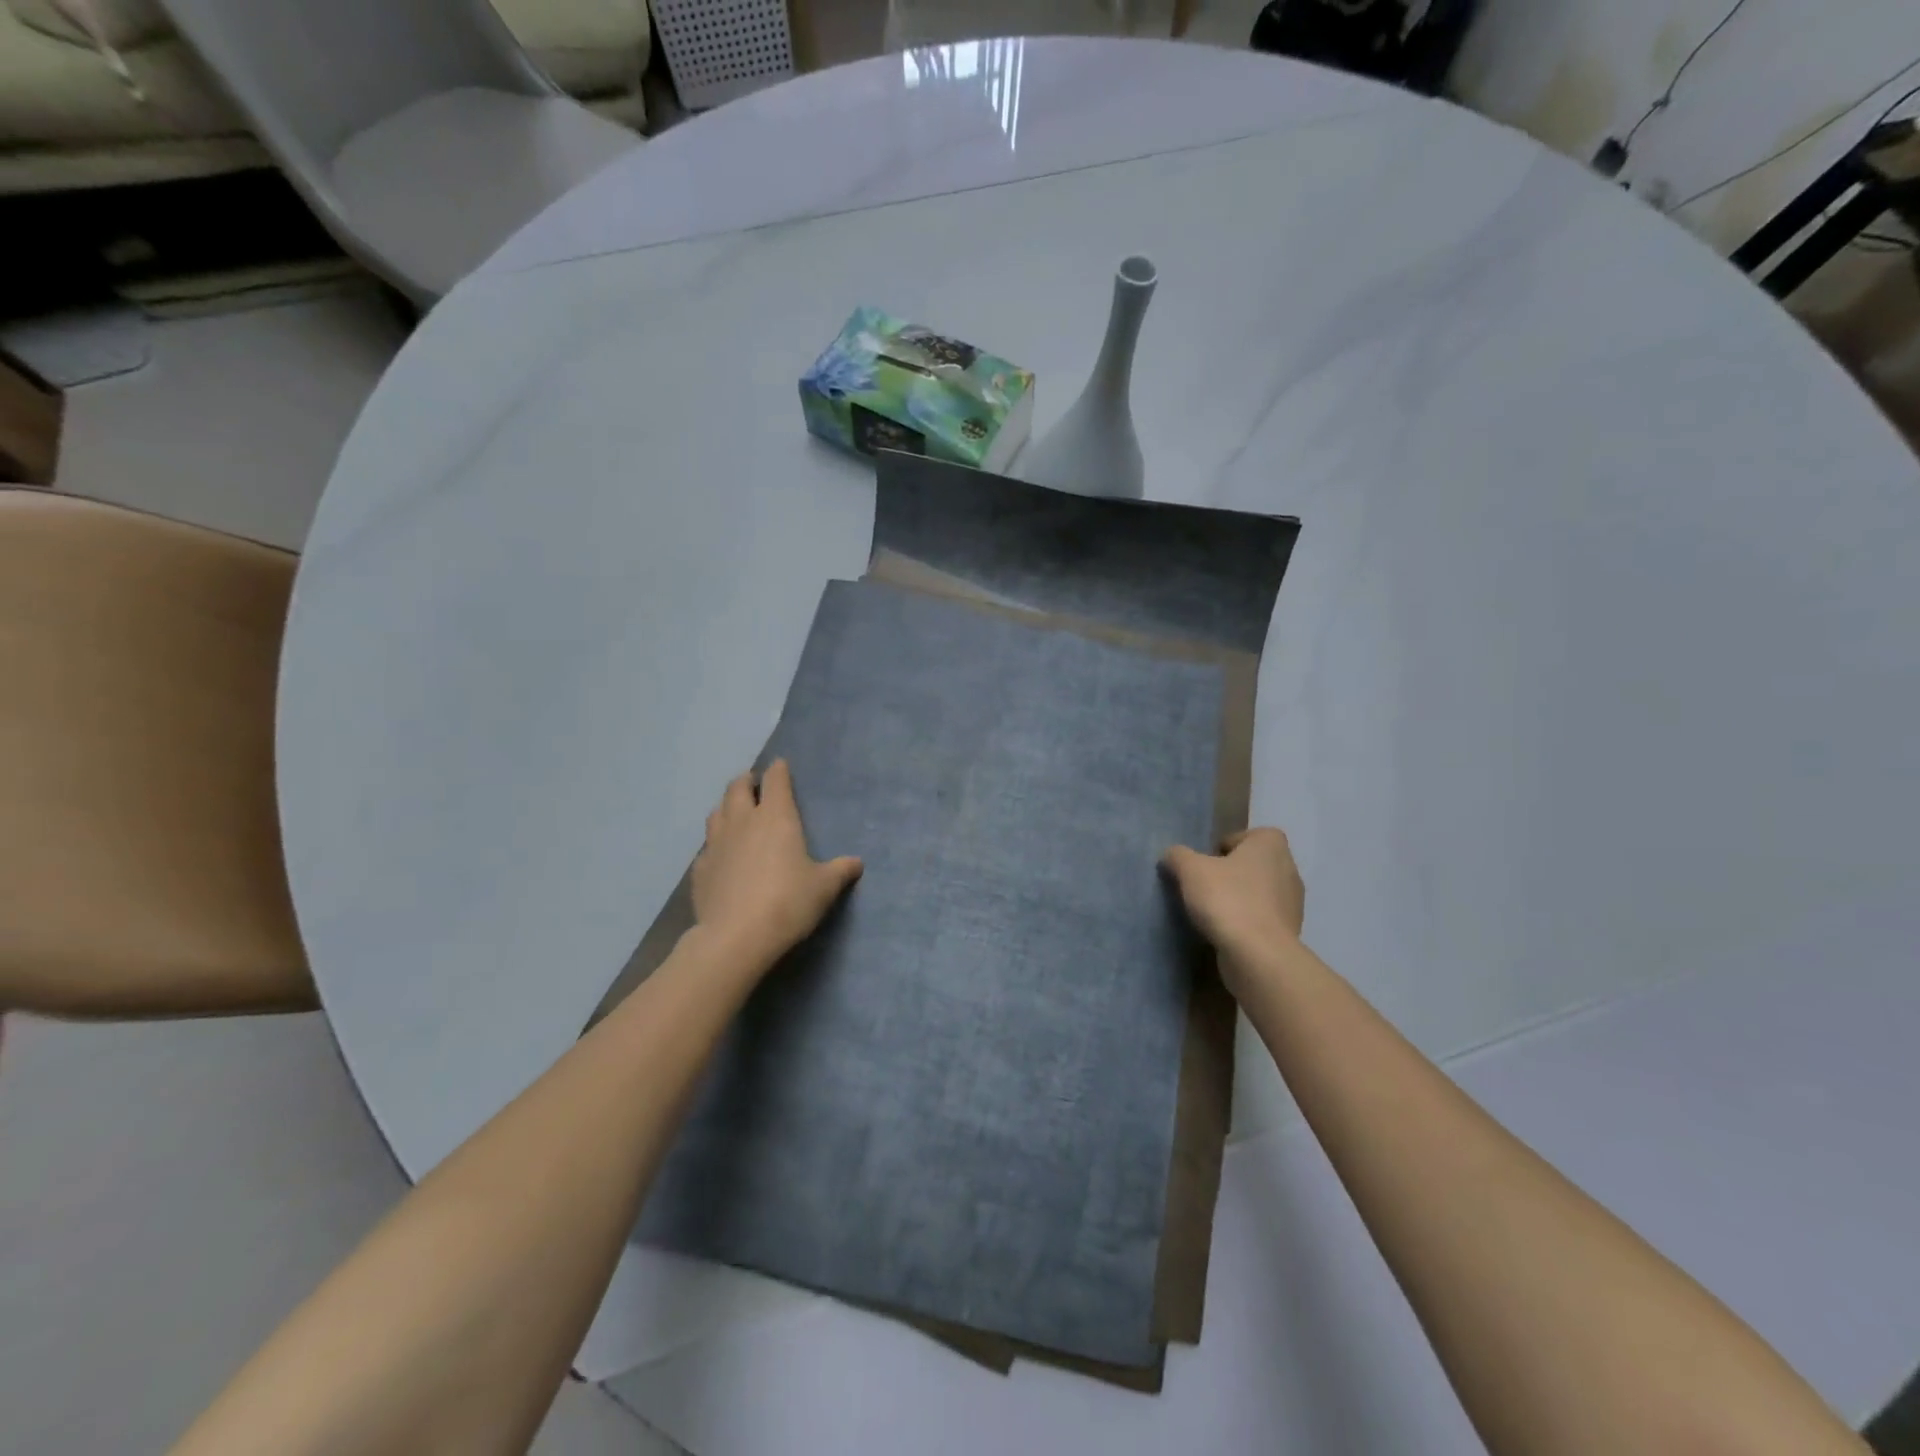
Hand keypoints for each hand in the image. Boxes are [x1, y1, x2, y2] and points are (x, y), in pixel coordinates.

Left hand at [690, 759, 861, 973]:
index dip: (778, 770)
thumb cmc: (788, 902)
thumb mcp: (824, 887)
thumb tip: (857, 863)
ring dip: (727, 807)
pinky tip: (722, 856)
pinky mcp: (700, 869)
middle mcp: (743, 821)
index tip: (780, 765)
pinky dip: (715, 843)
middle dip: (746, 781)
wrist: (736, 937)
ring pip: (717, 812)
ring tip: (735, 813)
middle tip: (754, 784)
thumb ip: (840, 871)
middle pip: (737, 788)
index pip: (775, 780)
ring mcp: (716, 843)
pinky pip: (707, 847)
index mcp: (776, 816)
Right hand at [1161, 828, 1304, 968]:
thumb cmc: (1227, 899)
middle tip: (1204, 887)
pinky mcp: (1289, 932)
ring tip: (1212, 913)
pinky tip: (1226, 932)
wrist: (1258, 955)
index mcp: (1271, 845)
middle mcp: (1288, 869)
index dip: (1224, 846)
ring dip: (1238, 899)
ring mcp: (1292, 903)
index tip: (1206, 864)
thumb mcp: (1190, 870)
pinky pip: (1262, 919)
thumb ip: (1178, 856)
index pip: (1247, 836)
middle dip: (1230, 874)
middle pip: (1252, 865)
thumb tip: (1171, 855)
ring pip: (1259, 893)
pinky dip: (1246, 922)